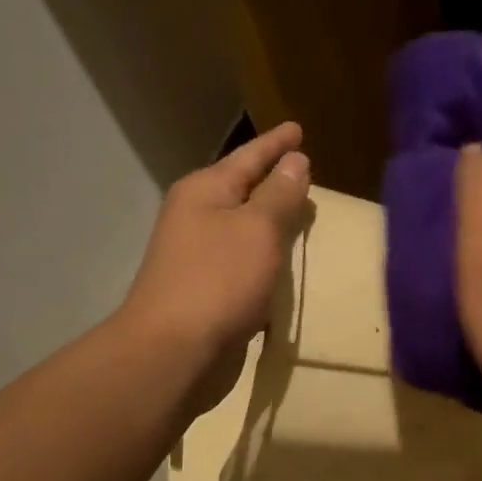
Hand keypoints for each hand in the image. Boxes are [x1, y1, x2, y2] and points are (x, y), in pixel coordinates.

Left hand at [120, 121, 309, 365]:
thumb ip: (280, 196)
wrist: (175, 352)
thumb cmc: (218, 281)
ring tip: (301, 218)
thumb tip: (295, 162)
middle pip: (242, 192)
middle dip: (273, 183)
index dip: (276, 144)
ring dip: (270, 225)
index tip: (298, 128)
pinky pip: (244, 266)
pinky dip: (265, 262)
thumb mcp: (258, 230)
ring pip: (243, 231)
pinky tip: (283, 268)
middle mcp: (196, 219)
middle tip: (305, 173)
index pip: (249, 157)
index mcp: (204, 192)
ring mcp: (198, 258)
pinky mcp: (207, 294)